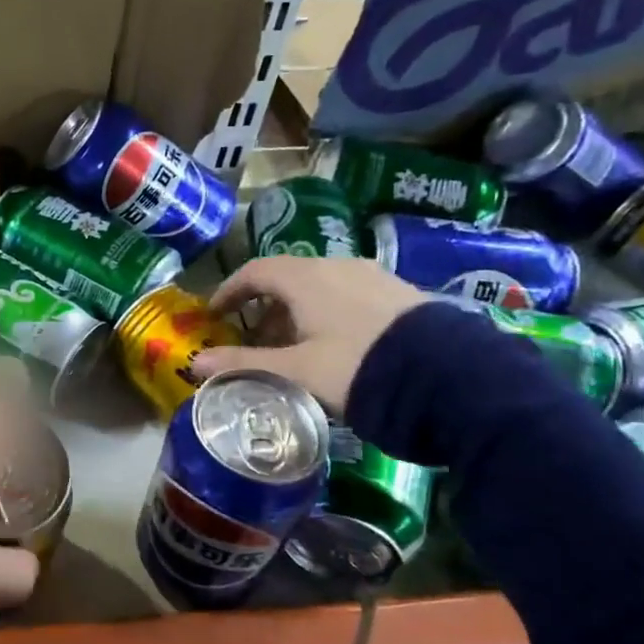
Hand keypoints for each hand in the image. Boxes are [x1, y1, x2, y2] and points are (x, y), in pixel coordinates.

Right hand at [188, 255, 426, 409]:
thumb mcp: (296, 370)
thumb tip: (194, 363)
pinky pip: (346, 293)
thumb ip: (244, 363)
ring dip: (295, 311)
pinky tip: (334, 344)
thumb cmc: (357, 367)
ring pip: (319, 285)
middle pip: (287, 277)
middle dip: (263, 306)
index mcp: (306, 277)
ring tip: (292, 347)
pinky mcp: (398, 293)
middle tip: (252, 339)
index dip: (230, 290)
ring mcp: (372, 276)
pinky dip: (325, 312)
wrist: (449, 377)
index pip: (255, 271)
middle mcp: (337, 266)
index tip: (215, 313)